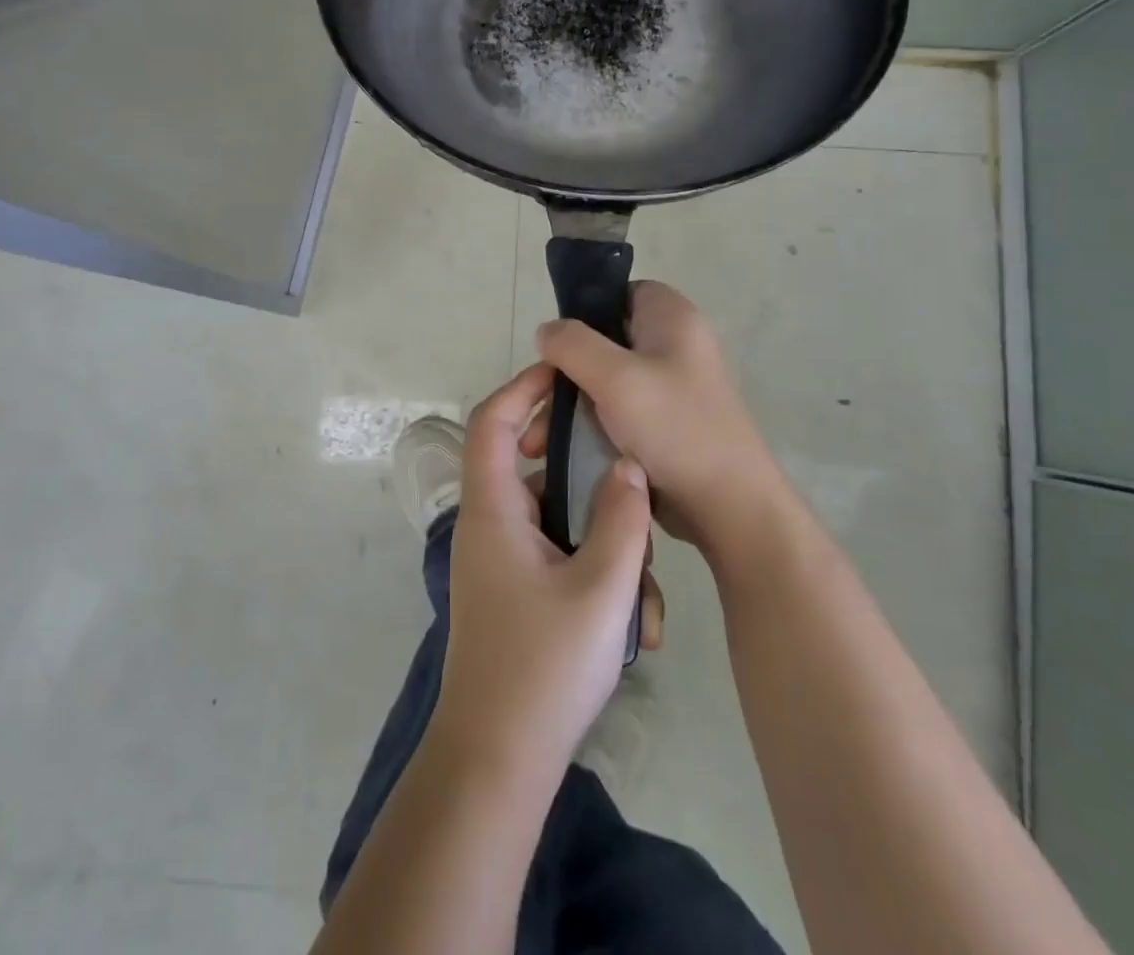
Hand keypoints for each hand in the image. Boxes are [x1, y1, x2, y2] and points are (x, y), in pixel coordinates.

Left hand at [430, 363, 658, 784]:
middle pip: (527, 462)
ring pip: (553, 515)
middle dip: (577, 460)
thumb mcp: (601, 589)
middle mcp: (490, 524)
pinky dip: (594, 569)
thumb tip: (628, 466)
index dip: (523, 387)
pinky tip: (635, 620)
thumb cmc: (544, 667)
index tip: (566, 372)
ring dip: (600, 533)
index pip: (492, 422)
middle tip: (621, 463)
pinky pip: (557, 554)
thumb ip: (620, 518)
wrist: (499, 761)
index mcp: (493, 509)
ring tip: (644, 577)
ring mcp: (502, 560)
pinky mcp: (517, 590)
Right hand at [537, 281, 780, 558]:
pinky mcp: (664, 422)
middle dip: (562, 375)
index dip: (583, 315)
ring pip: (602, 380)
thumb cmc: (675, 429)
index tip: (557, 350)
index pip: (617, 293)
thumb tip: (547, 331)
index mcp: (671, 317)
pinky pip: (615, 411)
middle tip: (534, 406)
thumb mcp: (615, 378)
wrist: (729, 507)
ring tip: (538, 444)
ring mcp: (669, 385)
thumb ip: (572, 344)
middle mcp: (673, 344)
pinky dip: (588, 427)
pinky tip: (562, 452)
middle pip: (601, 340)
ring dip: (567, 408)